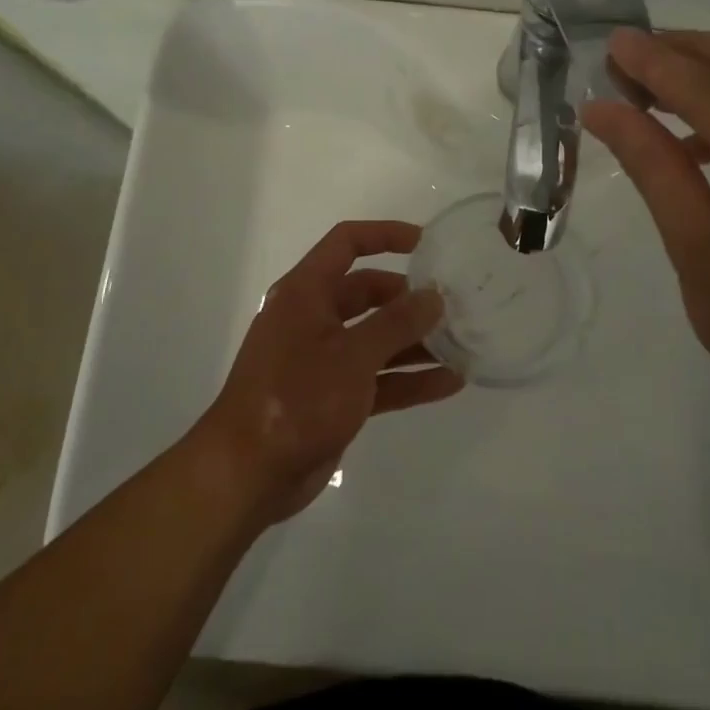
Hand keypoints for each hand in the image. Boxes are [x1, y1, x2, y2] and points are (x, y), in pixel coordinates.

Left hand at [196, 221, 460, 521]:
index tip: (426, 244)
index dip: (385, 235)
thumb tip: (433, 296)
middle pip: (367, 292)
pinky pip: (378, 378)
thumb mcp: (352, 355)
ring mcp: (323, 360)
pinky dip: (408, 379)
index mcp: (306, 293)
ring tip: (462, 344)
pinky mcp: (333, 398)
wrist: (247, 475)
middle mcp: (313, 318)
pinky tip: (449, 383)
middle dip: (408, 298)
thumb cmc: (296, 398)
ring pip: (376, 339)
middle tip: (452, 305)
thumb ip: (397, 323)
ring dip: (415, 342)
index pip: (346, 243)